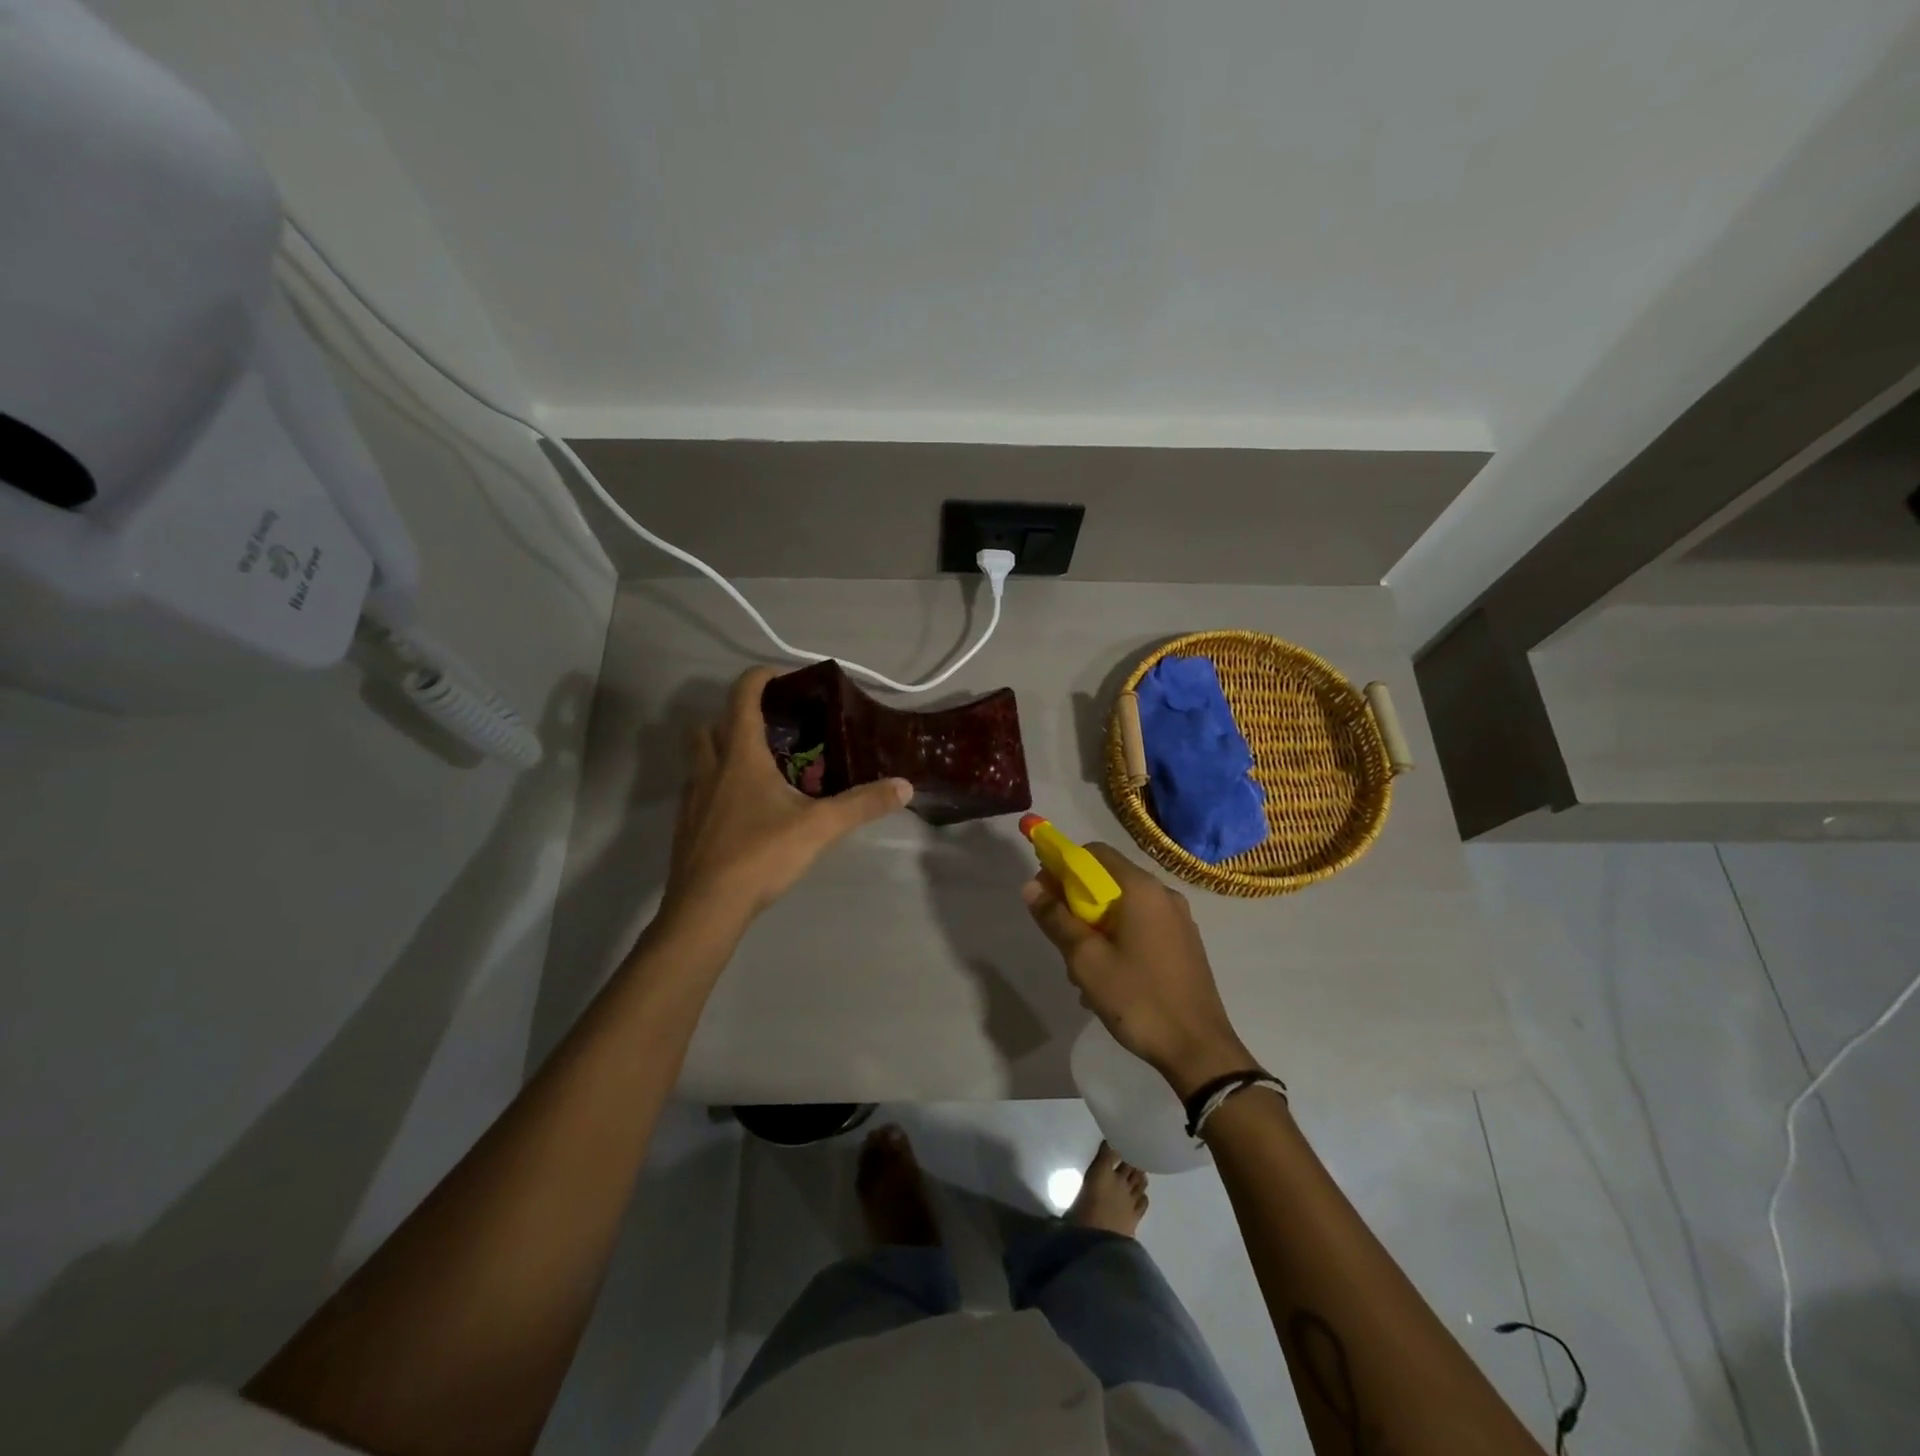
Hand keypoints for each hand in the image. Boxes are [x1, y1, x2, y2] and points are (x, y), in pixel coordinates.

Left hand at [661, 667, 912, 927]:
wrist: (705, 907)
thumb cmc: (760, 855)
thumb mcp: (820, 827)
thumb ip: (862, 804)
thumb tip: (905, 786)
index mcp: (740, 755)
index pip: (743, 696)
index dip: (761, 678)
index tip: (786, 678)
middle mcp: (710, 767)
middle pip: (710, 723)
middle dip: (735, 716)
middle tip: (771, 730)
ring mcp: (692, 797)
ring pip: (700, 757)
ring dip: (723, 750)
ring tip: (760, 768)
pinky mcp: (687, 825)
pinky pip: (699, 789)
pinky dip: (718, 785)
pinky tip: (744, 810)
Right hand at [1023, 843, 1256, 1098]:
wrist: (1199, 1050)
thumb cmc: (1138, 999)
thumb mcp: (1086, 960)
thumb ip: (1057, 919)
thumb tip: (1031, 886)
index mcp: (1141, 889)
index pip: (1094, 853)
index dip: (1063, 865)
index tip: (1044, 893)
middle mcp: (1164, 895)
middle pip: (1108, 881)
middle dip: (1078, 905)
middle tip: (1061, 940)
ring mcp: (1179, 920)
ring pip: (1124, 909)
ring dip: (1097, 929)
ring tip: (1083, 972)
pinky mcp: (1185, 944)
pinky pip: (1142, 928)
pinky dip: (1119, 941)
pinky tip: (1109, 980)